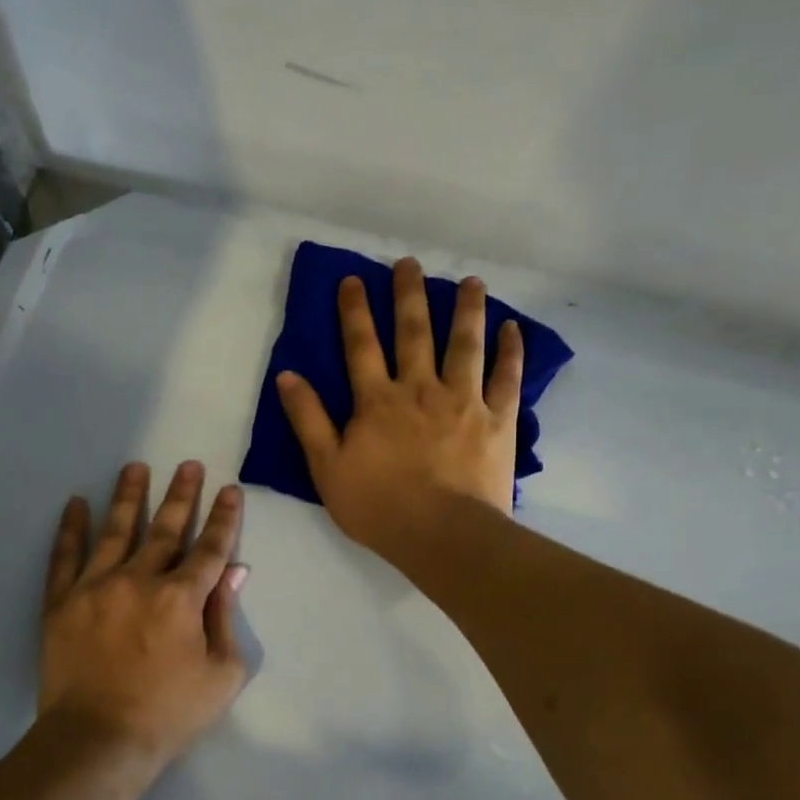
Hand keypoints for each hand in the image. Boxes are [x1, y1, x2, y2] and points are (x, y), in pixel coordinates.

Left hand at [40, 461, 249, 767]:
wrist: (97, 742)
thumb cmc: (168, 714)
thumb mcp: (220, 675)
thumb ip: (226, 618)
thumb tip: (234, 572)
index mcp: (182, 597)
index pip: (210, 547)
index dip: (224, 518)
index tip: (230, 490)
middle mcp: (139, 579)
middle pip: (165, 528)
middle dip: (181, 494)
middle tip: (188, 465)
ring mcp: (96, 586)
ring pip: (116, 530)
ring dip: (128, 496)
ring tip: (135, 467)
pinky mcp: (62, 601)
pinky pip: (65, 556)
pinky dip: (71, 528)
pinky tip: (75, 504)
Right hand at [277, 258, 522, 560]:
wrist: (442, 536)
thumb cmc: (378, 506)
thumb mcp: (326, 467)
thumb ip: (307, 419)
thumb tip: (286, 374)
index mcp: (377, 401)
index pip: (361, 345)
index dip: (354, 311)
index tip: (352, 279)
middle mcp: (420, 389)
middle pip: (414, 332)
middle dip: (409, 295)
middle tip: (409, 263)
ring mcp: (464, 401)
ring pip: (465, 344)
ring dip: (466, 310)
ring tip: (471, 281)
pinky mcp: (498, 419)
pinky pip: (507, 377)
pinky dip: (511, 351)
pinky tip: (513, 328)